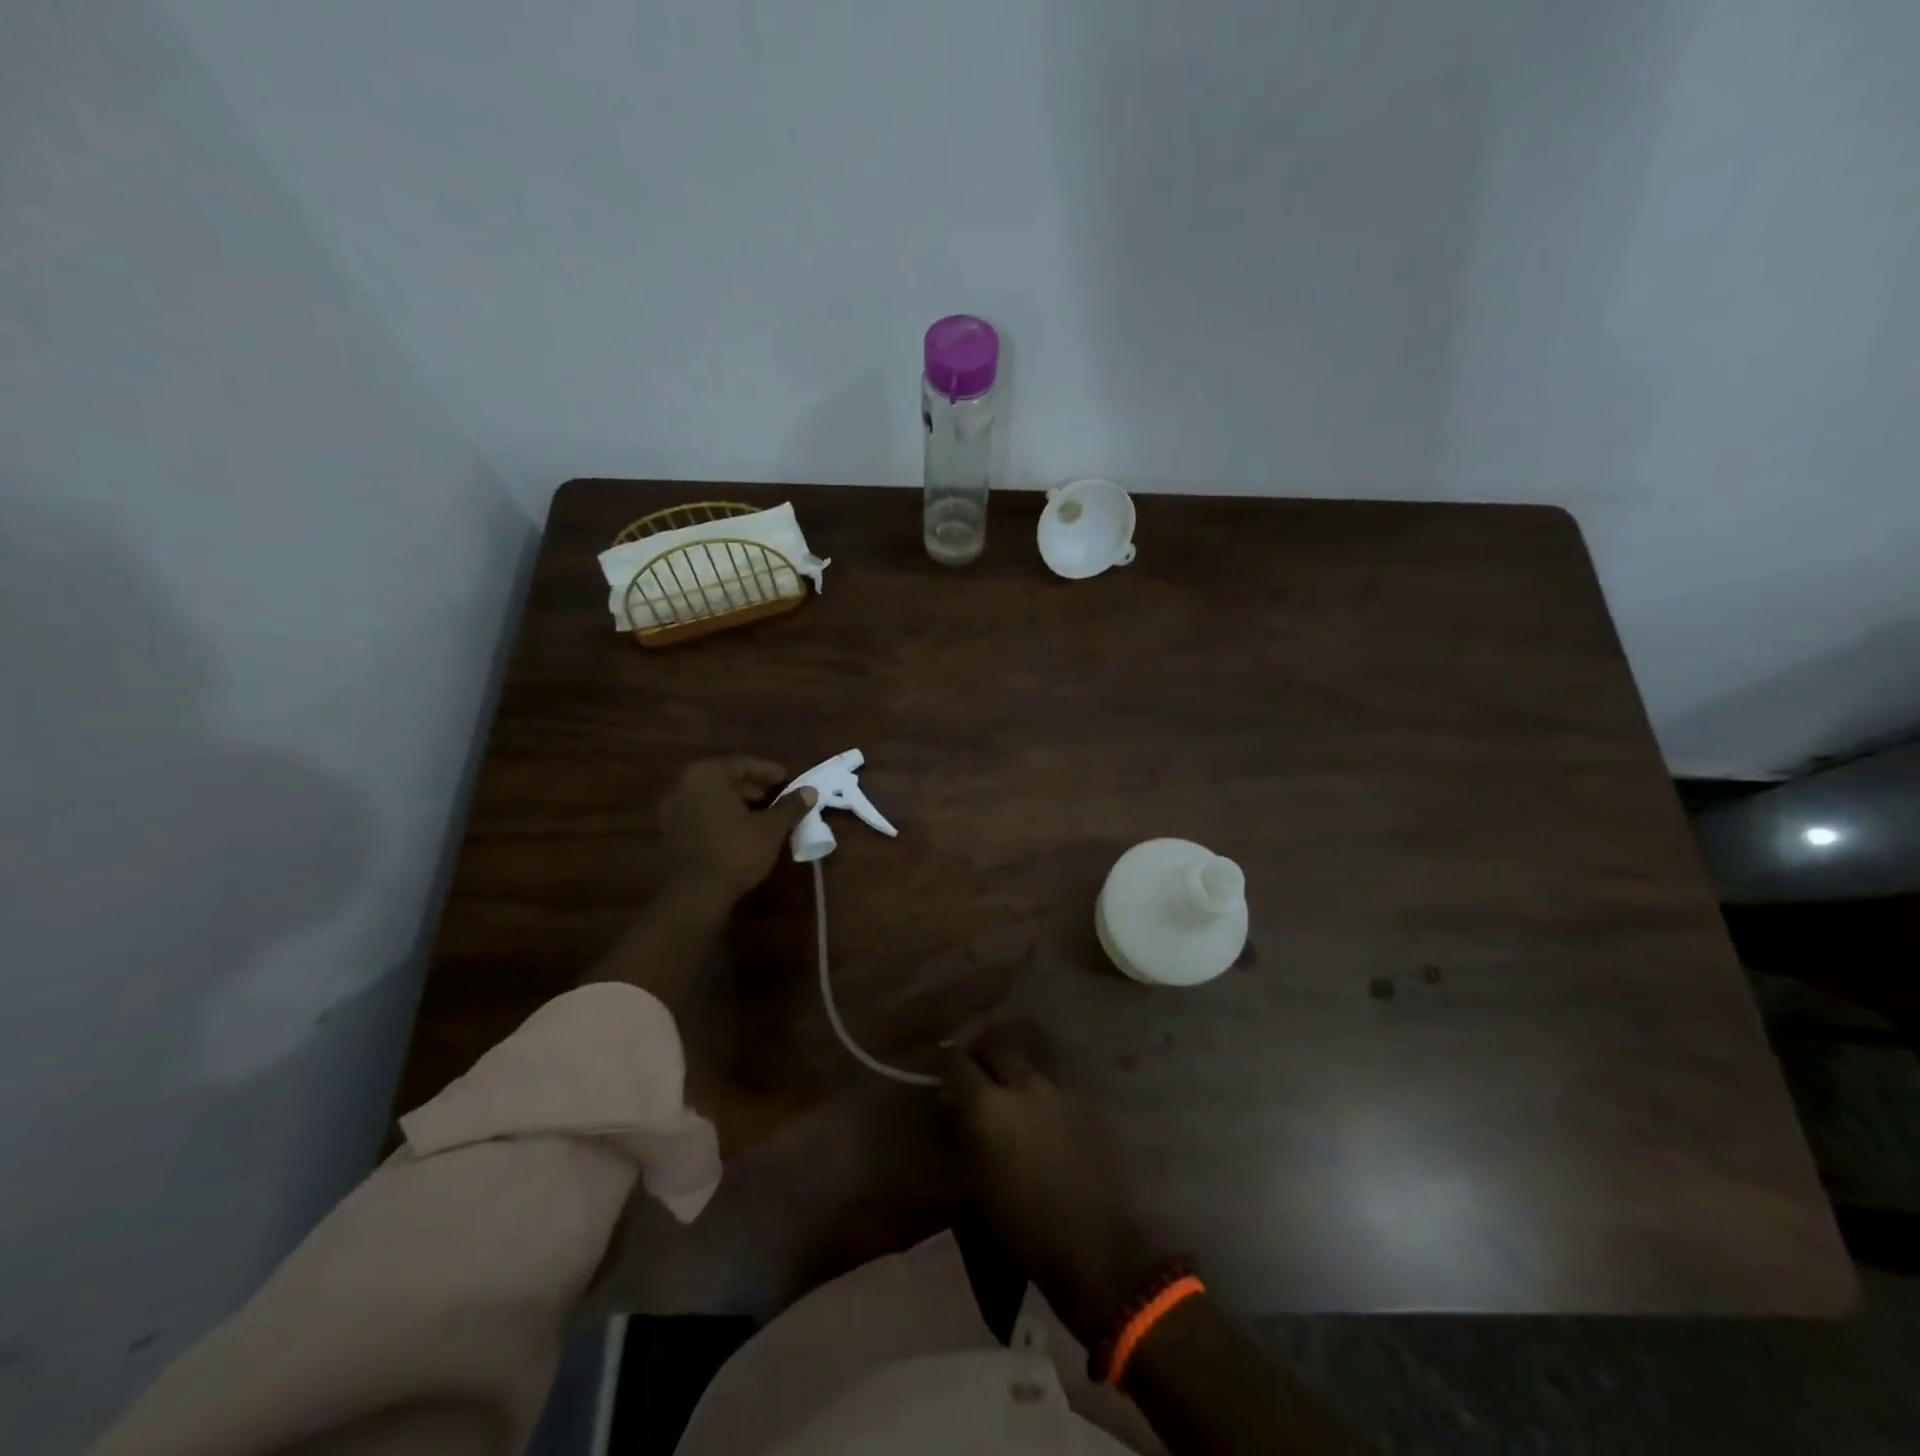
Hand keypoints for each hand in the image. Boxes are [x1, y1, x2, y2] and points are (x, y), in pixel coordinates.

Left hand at [657, 756, 814, 903]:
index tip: (788, 780)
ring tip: (763, 818)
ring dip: (737, 805)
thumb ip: (790, 806)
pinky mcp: (669, 835)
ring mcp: (671, 811)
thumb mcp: (771, 828)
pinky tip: (742, 833)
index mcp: (706, 775)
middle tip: (777, 799)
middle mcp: (683, 786)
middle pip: (724, 779)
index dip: (769, 771)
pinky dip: (722, 819)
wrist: (694, 895)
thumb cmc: (735, 851)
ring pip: (711, 799)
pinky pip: (701, 816)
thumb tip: (810, 791)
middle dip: (752, 788)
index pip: (743, 763)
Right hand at [942, 1021, 1162, 1346]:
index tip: (943, 1067)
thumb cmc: (1022, 1226)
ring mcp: (1057, 1089)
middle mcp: (1022, 1084)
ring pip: (1027, 1065)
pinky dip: (1042, 1094)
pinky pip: (1054, 1086)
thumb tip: (954, 1102)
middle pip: (996, 1046)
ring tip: (1012, 1094)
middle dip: (983, 1054)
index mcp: (987, 1105)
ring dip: (1014, 1072)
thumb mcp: (976, 1183)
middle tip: (977, 1073)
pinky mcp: (1085, 1102)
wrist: (1094, 1245)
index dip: (948, 1060)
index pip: (957, 1061)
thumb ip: (964, 1132)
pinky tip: (1044, 1116)